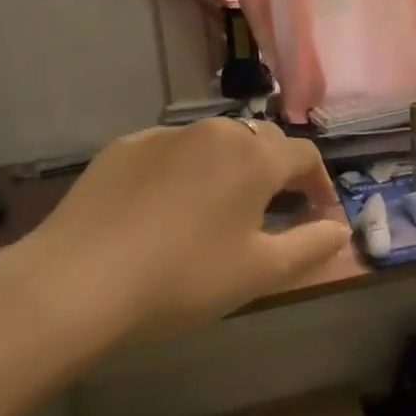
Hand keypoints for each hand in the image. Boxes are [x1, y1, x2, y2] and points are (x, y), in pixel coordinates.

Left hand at [14, 118, 350, 355]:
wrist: (74, 284)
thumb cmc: (182, 278)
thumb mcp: (259, 272)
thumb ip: (311, 246)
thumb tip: (341, 229)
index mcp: (254, 157)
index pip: (305, 156)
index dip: (320, 183)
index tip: (320, 214)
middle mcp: (215, 132)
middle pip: (261, 143)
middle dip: (277, 172)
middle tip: (274, 211)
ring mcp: (164, 135)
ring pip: (214, 144)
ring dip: (230, 169)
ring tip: (218, 210)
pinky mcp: (123, 148)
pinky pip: (171, 153)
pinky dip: (184, 172)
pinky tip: (166, 210)